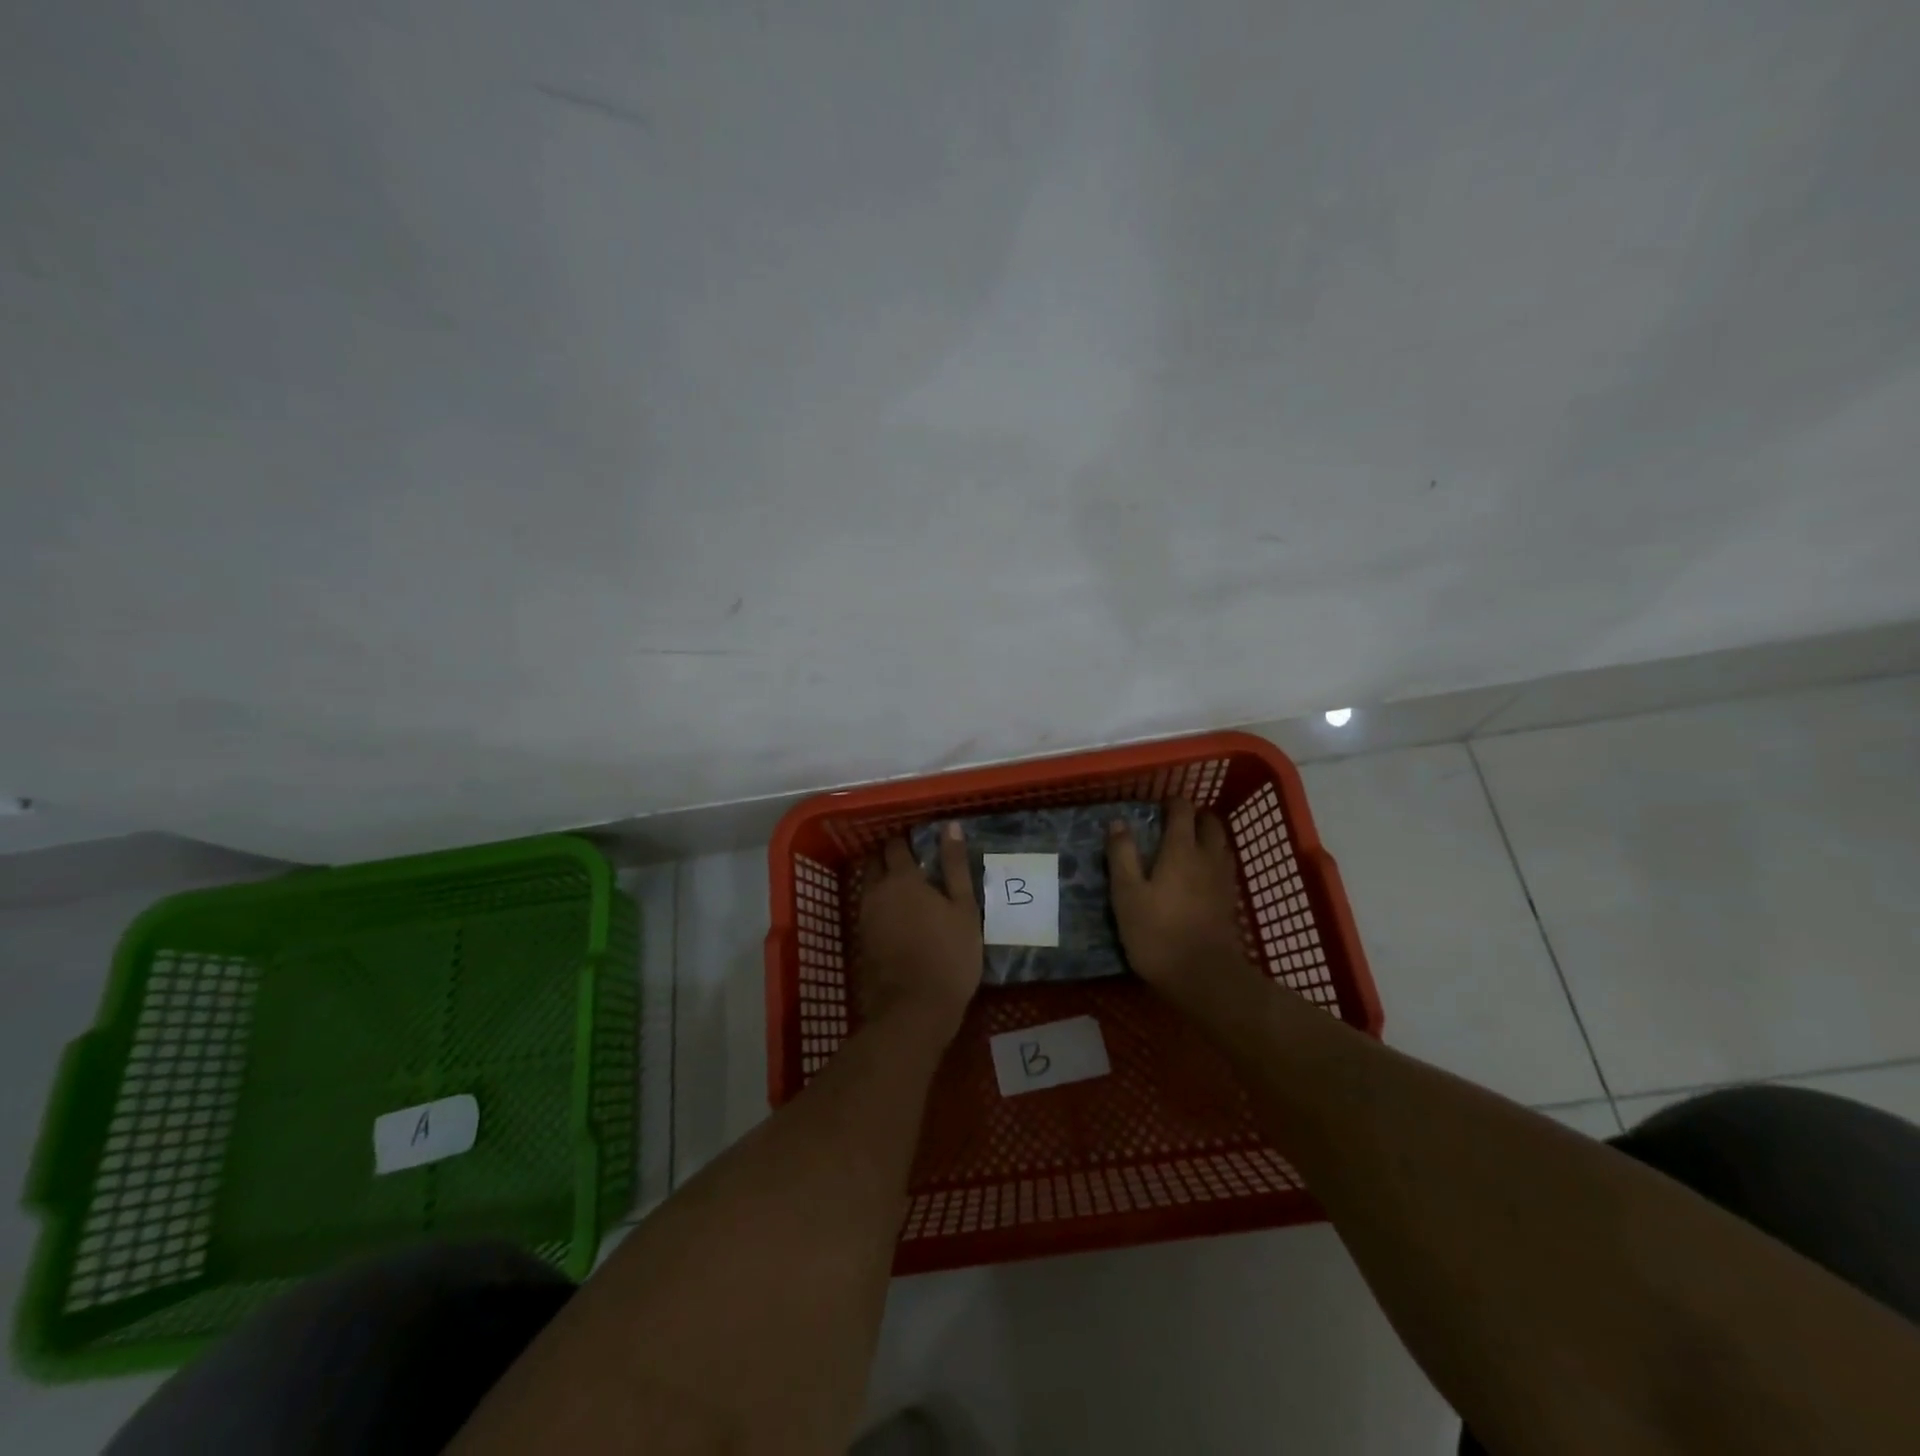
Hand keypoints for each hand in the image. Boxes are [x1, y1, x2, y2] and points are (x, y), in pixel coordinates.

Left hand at [857, 824, 982, 1039]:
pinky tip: (900, 918)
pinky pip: (869, 910)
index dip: (907, 840)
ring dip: (884, 882)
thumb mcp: (964, 908)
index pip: (896, 845)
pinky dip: (881, 906)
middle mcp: (877, 892)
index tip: (922, 843)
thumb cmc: (949, 955)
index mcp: (902, 878)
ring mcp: (865, 917)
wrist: (914, 1010)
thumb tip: (950, 826)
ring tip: (909, 891)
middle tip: (915, 865)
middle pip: (876, 862)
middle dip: (890, 858)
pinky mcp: (862, 941)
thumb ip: (955, 865)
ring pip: (870, 887)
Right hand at [1109, 800, 1262, 1012]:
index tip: (1157, 806)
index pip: (1183, 811)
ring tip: (1188, 845)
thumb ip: (1122, 855)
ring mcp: (1223, 880)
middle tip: (1175, 822)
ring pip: (1221, 845)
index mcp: (1181, 850)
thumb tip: (1118, 822)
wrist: (1203, 976)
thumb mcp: (1127, 894)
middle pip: (1210, 824)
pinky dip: (1213, 861)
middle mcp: (1207, 857)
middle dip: (1195, 816)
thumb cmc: (1157, 932)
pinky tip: (1200, 876)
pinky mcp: (1230, 902)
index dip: (1172, 802)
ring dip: (1207, 837)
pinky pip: (1224, 868)